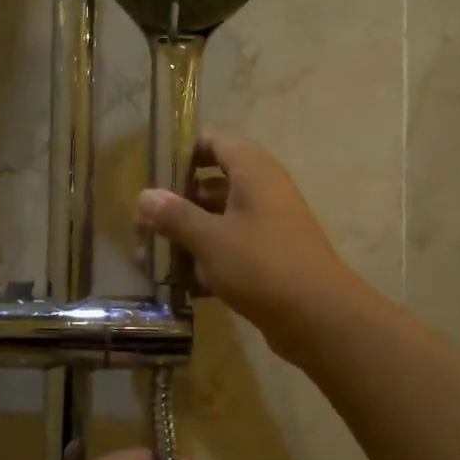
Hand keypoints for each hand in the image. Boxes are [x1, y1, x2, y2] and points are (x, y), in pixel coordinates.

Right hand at [136, 133, 364, 363]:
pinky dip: (205, 262)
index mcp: (253, 172)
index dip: (182, 152)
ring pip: (218, 222)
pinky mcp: (268, 260)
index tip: (150, 171)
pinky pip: (229, 251)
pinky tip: (177, 283)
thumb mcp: (210, 238)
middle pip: (211, 186)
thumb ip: (175, 215)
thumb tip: (144, 195)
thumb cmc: (261, 265)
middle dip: (175, 204)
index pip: (214, 143)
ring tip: (147, 258)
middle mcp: (262, 192)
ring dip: (185, 238)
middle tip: (141, 224)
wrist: (318, 317)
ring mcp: (267, 227)